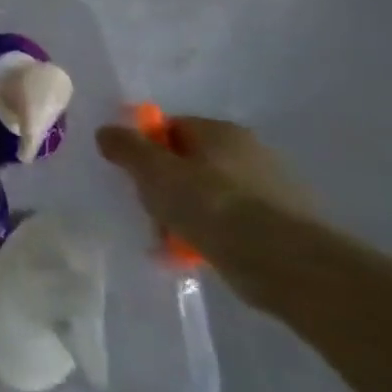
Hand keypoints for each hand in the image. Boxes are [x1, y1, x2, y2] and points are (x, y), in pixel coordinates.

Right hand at [95, 116, 313, 280]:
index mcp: (221, 131)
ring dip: (187, 213)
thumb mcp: (153, 172)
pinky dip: (212, 236)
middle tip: (147, 209)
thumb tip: (106, 131)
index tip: (131, 176)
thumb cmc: (211, 205)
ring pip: (210, 196)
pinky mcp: (285, 227)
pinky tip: (195, 256)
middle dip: (166, 185)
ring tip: (168, 241)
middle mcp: (251, 151)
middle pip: (190, 162)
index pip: (171, 128)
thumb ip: (126, 147)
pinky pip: (232, 224)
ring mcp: (273, 190)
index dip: (145, 149)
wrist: (285, 264)